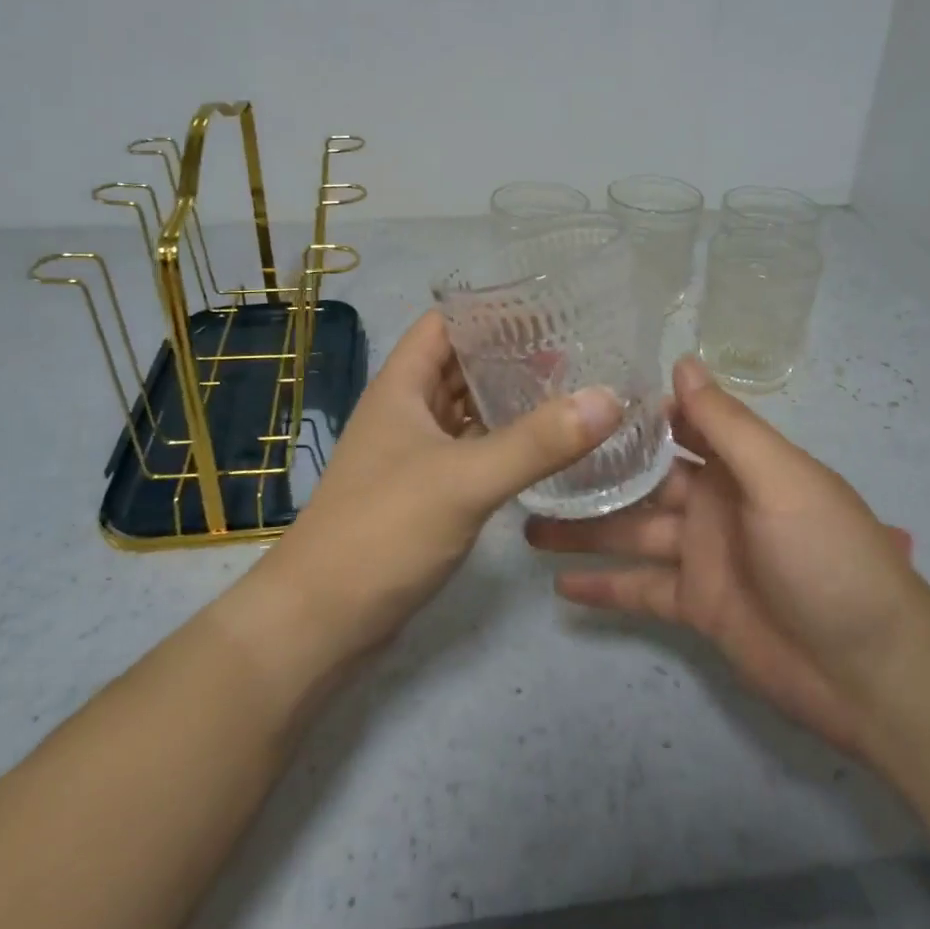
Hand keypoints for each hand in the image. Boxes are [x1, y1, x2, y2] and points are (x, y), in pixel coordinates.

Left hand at [247, 311, 622, 669]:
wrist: (320, 620)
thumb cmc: (384, 530)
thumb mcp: (465, 479)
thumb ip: (538, 441)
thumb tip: (609, 397)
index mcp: (402, 385)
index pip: (446, 322)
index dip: (489, 309)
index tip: (547, 307)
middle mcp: (405, 409)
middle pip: (460, 363)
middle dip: (509, 354)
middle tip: (575, 349)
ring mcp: (413, 452)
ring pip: (466, 409)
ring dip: (507, 398)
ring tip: (568, 389)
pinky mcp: (424, 491)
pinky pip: (469, 449)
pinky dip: (502, 441)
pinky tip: (542, 447)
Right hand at [526, 356, 929, 753]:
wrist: (875, 673)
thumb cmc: (829, 557)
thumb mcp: (781, 479)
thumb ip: (727, 425)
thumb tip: (682, 361)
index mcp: (736, 463)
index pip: (674, 424)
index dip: (629, 412)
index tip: (573, 396)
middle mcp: (712, 501)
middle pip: (640, 480)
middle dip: (593, 472)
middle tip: (532, 461)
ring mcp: (701, 555)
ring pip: (630, 533)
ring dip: (584, 530)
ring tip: (527, 522)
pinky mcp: (695, 606)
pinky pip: (639, 590)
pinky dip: (603, 587)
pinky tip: (558, 585)